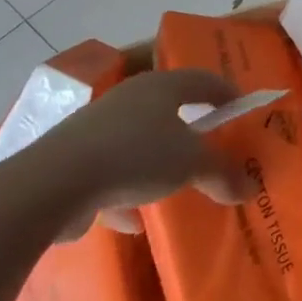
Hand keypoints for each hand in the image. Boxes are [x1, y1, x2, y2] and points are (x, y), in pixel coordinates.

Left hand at [28, 69, 249, 235]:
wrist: (51, 184)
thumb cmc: (134, 156)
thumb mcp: (190, 164)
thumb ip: (222, 173)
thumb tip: (250, 187)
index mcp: (161, 86)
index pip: (204, 79)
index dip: (227, 93)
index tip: (243, 110)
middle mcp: (129, 98)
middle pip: (169, 107)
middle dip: (190, 128)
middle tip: (211, 146)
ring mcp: (97, 128)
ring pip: (138, 140)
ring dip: (155, 161)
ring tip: (173, 186)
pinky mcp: (72, 160)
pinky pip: (110, 172)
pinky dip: (124, 193)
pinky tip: (131, 221)